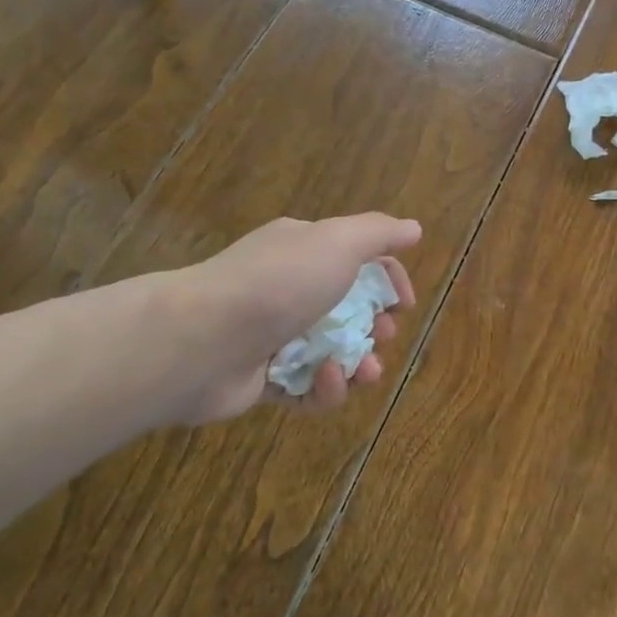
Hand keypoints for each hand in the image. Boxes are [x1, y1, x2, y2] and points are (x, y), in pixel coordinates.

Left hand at [153, 213, 420, 423]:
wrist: (202, 339)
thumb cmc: (279, 283)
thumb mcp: (337, 242)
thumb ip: (379, 233)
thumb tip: (414, 228)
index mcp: (303, 250)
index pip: (359, 260)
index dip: (389, 281)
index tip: (406, 304)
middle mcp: (288, 288)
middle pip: (348, 310)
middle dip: (376, 326)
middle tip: (385, 335)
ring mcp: (274, 335)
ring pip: (332, 352)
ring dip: (359, 364)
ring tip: (366, 372)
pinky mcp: (263, 380)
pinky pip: (307, 387)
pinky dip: (324, 388)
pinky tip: (328, 381)